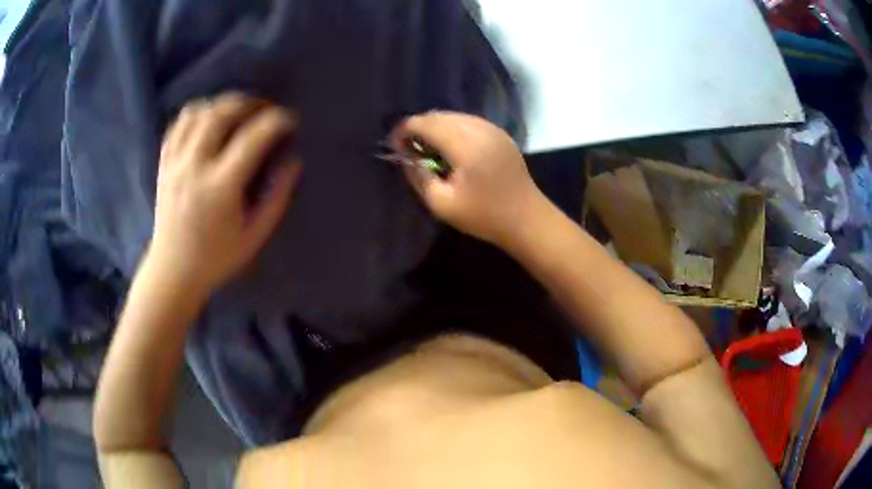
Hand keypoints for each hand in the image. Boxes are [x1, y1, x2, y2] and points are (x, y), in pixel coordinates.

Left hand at [148, 93, 301, 296]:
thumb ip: (277, 196)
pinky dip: (197, 113)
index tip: (290, 121)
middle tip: (264, 109)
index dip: (277, 121)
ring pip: (198, 112)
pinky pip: (179, 123)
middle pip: (222, 113)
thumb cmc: (216, 258)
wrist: (173, 270)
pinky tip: (209, 121)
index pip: (253, 137)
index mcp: (220, 187)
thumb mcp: (255, 235)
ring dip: (223, 104)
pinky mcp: (164, 163)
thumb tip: (293, 160)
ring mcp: (175, 162)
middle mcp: (194, 166)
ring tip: (238, 112)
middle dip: (249, 103)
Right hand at [392, 111, 544, 246]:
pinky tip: (448, 145)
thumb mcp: (442, 204)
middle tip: (407, 146)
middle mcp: (479, 128)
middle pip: (438, 115)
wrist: (526, 218)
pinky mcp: (499, 133)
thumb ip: (418, 176)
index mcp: (465, 145)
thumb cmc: (483, 215)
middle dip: (418, 126)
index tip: (393, 144)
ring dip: (435, 125)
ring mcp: (492, 128)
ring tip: (425, 146)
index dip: (404, 129)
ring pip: (453, 115)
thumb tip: (404, 155)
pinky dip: (451, 127)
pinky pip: (468, 120)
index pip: (425, 123)